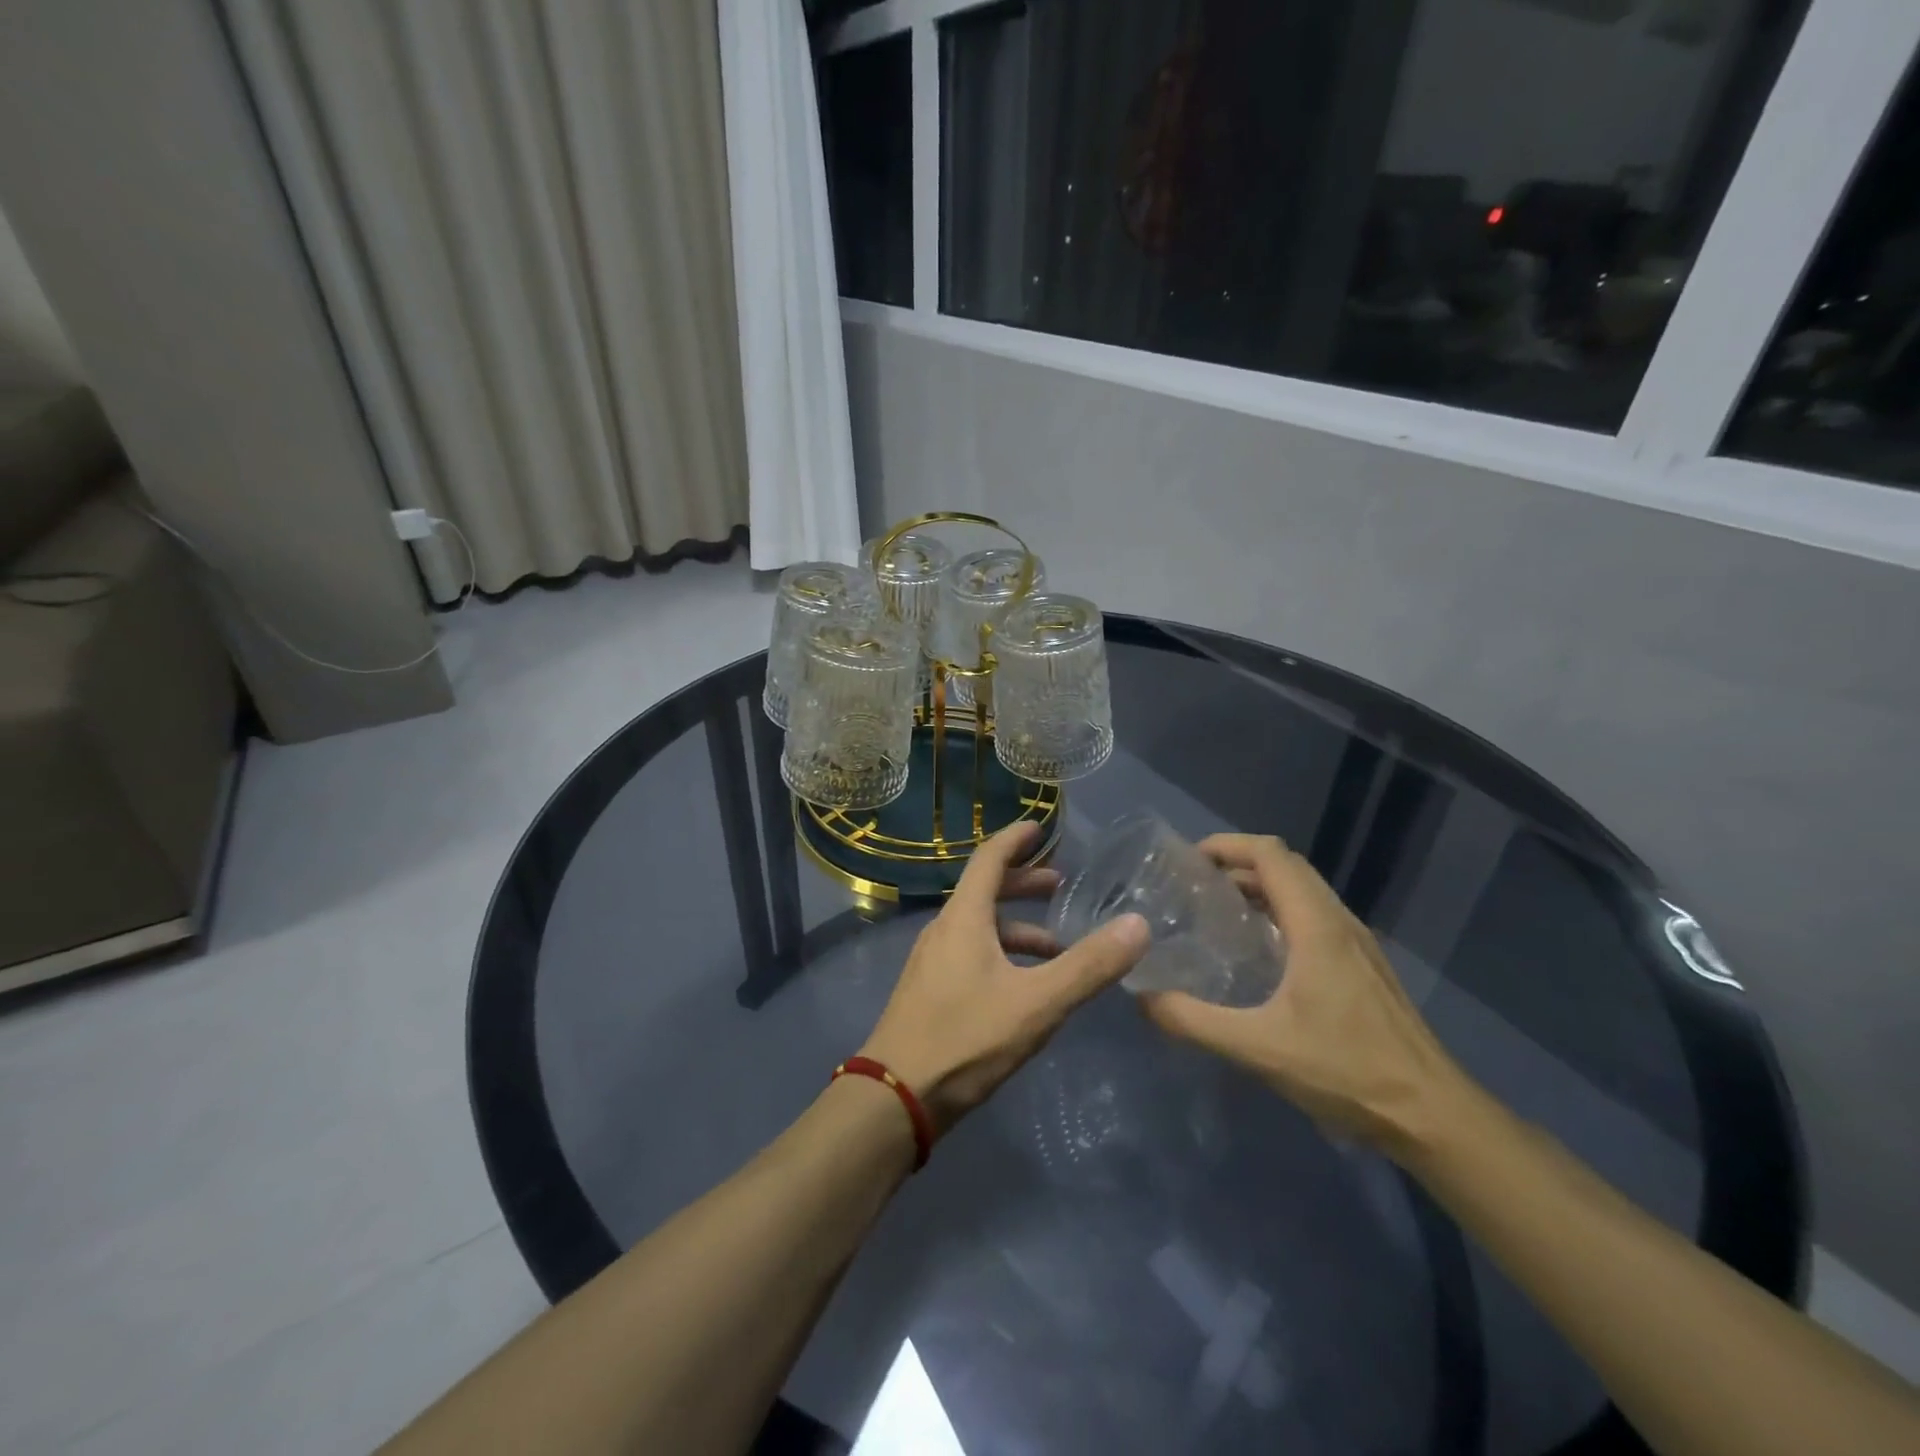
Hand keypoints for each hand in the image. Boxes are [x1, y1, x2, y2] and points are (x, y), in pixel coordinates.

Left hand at [860, 820, 1150, 1131]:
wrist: (895, 1097)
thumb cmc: (966, 1039)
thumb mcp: (1038, 1003)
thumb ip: (1089, 965)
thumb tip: (1138, 924)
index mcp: (963, 918)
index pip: (989, 859)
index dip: (1015, 839)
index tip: (1040, 827)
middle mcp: (944, 930)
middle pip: (985, 891)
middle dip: (1023, 883)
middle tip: (1060, 883)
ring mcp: (932, 962)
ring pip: (979, 927)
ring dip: (1017, 927)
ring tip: (1057, 946)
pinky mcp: (929, 991)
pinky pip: (971, 953)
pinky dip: (1002, 954)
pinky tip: (1024, 987)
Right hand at [1138, 834, 1473, 1157]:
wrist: (1433, 1116)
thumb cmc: (1347, 1071)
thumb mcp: (1258, 1048)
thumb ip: (1194, 1021)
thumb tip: (1143, 997)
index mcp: (1316, 926)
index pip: (1271, 854)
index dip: (1228, 845)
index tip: (1189, 860)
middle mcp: (1340, 921)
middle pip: (1287, 866)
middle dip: (1239, 863)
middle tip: (1195, 884)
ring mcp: (1358, 944)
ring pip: (1305, 891)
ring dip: (1262, 886)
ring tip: (1219, 910)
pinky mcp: (1365, 966)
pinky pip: (1317, 916)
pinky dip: (1281, 911)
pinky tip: (1261, 952)